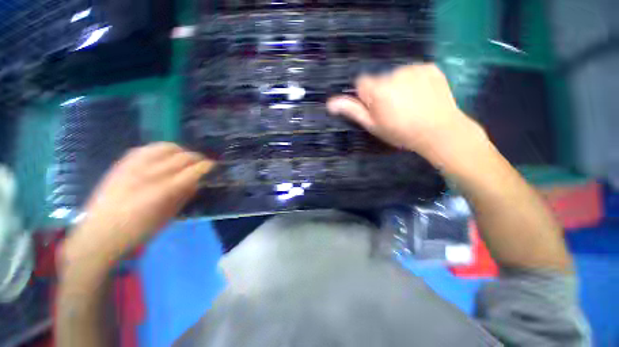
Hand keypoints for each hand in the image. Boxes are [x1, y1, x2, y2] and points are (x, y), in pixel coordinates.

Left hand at [62, 143, 214, 265]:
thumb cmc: (139, 231)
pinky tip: (163, 156)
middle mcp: (149, 175)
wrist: (99, 234)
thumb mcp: (169, 217)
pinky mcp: (122, 164)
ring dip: (180, 151)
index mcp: (163, 192)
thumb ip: (185, 195)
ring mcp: (133, 167)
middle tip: (202, 163)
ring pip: (165, 147)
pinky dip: (160, 149)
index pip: (192, 171)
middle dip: (197, 158)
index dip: (206, 166)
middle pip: (182, 157)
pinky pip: (146, 148)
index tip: (213, 166)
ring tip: (184, 158)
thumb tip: (197, 181)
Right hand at [327, 64, 481, 160]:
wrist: (439, 131)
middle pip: (380, 79)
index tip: (376, 108)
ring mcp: (414, 68)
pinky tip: (422, 95)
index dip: (366, 96)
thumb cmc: (400, 132)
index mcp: (377, 90)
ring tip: (410, 103)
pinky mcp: (430, 67)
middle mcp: (393, 74)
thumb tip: (330, 103)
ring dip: (399, 86)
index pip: (361, 83)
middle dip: (382, 91)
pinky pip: (415, 71)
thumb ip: (353, 111)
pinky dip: (416, 80)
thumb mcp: (373, 126)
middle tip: (395, 109)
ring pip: (397, 75)